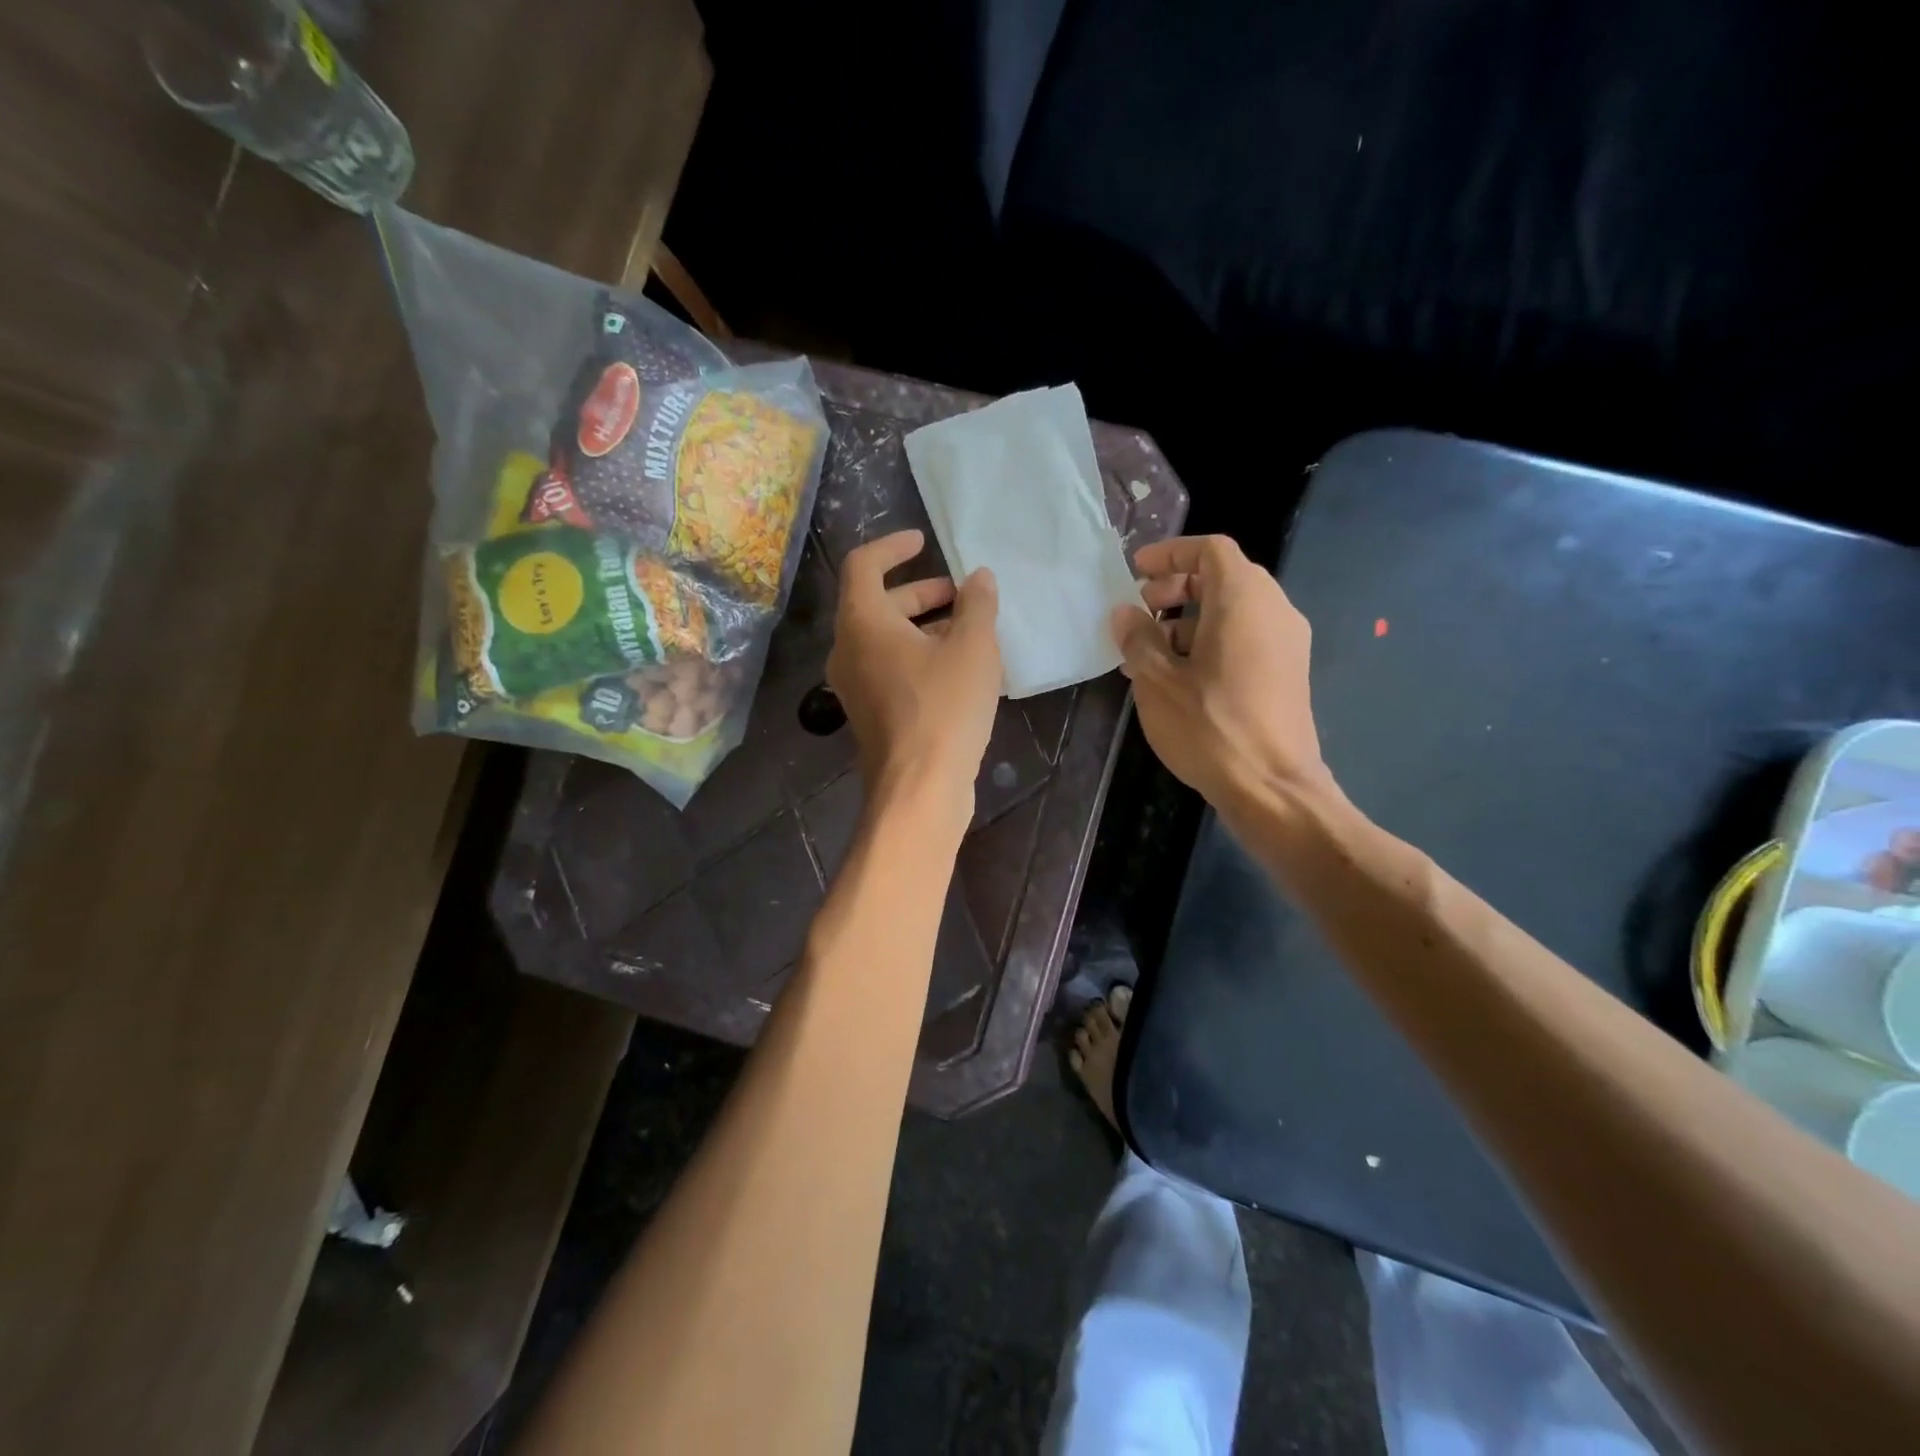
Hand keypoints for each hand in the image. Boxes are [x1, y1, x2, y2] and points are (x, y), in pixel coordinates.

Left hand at [827, 530, 1000, 822]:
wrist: (920, 788)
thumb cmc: (944, 708)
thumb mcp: (973, 648)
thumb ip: (977, 605)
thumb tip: (979, 578)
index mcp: (863, 623)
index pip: (864, 565)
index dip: (893, 546)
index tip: (923, 541)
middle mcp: (848, 650)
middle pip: (877, 603)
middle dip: (920, 592)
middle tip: (961, 595)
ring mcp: (855, 686)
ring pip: (885, 639)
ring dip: (923, 626)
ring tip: (968, 631)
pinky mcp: (870, 713)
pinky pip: (890, 668)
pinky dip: (917, 656)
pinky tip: (958, 670)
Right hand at [1111, 535, 1328, 812]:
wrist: (1272, 787)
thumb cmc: (1210, 726)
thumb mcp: (1157, 681)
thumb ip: (1138, 638)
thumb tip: (1125, 614)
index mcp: (1243, 599)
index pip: (1210, 550)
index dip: (1170, 554)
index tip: (1136, 572)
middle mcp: (1274, 609)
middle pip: (1224, 577)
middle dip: (1176, 589)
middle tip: (1140, 613)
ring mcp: (1287, 642)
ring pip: (1234, 610)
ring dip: (1189, 620)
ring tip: (1149, 654)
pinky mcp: (1289, 672)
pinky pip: (1246, 637)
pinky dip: (1211, 642)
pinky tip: (1178, 677)